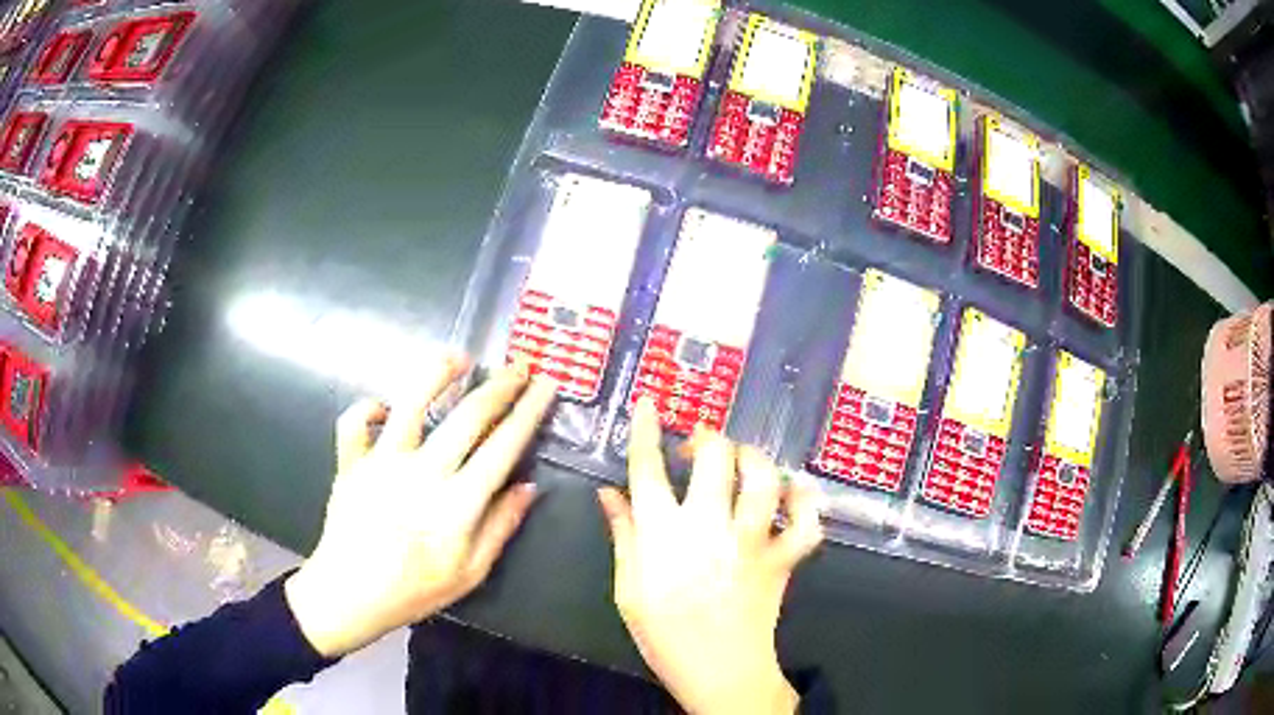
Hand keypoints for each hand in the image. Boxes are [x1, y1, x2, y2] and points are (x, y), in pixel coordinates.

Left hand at [285, 356, 555, 657]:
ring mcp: (382, 463)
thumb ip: (501, 527)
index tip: (546, 385)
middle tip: (519, 366)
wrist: (349, 595)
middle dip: (500, 386)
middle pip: (467, 416)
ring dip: (437, 374)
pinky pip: (355, 422)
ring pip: (411, 403)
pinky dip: (368, 407)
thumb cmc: (414, 590)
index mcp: (457, 503)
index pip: (503, 447)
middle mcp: (422, 473)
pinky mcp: (351, 462)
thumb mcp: (470, 573)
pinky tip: (384, 406)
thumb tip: (528, 487)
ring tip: (458, 357)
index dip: (528, 411)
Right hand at [598, 398, 822, 714]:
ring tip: (742, 461)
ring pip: (763, 479)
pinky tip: (792, 496)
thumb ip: (622, 536)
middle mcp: (709, 528)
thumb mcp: (628, 590)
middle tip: (699, 446)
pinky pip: (806, 523)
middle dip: (707, 438)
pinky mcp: (783, 559)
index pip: (648, 469)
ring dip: (753, 458)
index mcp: (664, 535)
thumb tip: (608, 493)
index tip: (648, 403)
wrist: (720, 672)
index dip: (646, 430)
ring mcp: (753, 542)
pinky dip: (805, 503)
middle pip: (715, 458)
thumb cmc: (665, 635)